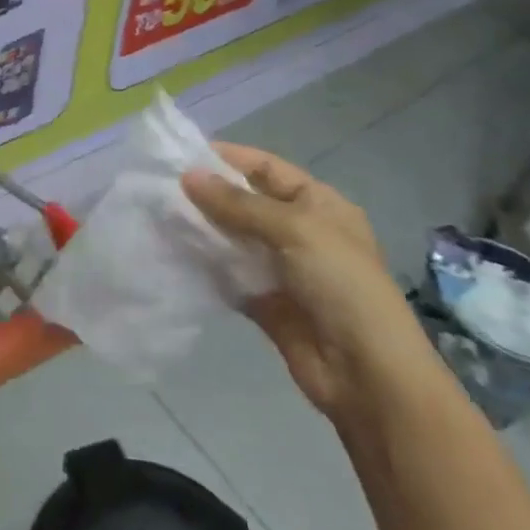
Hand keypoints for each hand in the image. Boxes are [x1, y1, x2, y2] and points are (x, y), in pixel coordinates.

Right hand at [182, 144, 429, 419]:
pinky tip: (175, 253)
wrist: (368, 375)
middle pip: (247, 203)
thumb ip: (239, 204)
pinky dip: (206, 266)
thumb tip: (188, 176)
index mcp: (319, 204)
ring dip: (204, 229)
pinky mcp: (266, 303)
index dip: (229, 159)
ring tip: (160, 216)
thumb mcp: (295, 229)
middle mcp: (301, 231)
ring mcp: (283, 269)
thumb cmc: (341, 284)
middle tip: (162, 187)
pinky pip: (230, 275)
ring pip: (235, 239)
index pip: (267, 168)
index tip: (184, 155)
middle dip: (210, 195)